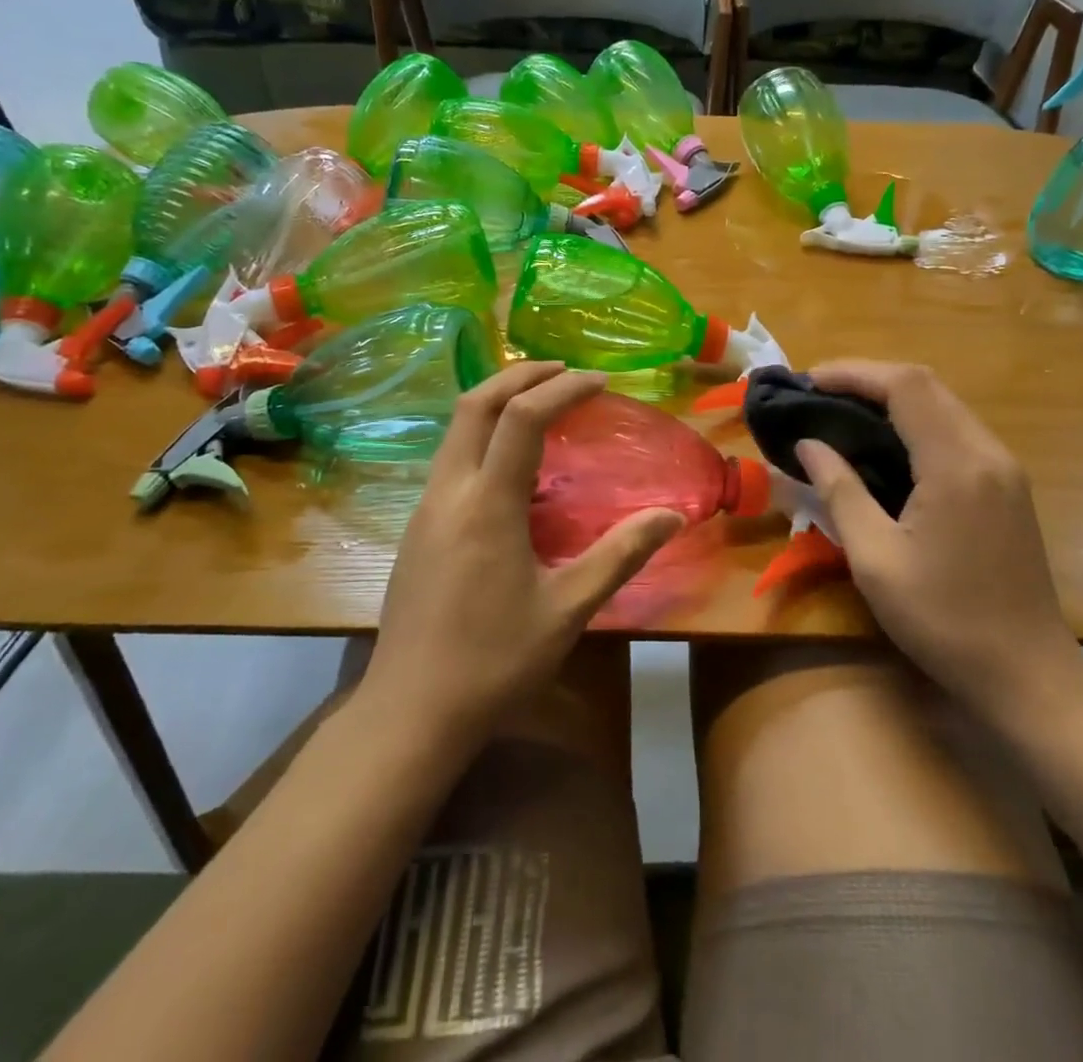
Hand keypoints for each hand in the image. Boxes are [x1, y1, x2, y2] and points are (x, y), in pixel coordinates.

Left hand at [365, 363, 684, 743]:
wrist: (410, 712)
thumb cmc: (495, 662)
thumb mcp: (568, 609)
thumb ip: (621, 555)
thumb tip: (673, 516)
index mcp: (487, 505)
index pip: (523, 418)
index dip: (563, 389)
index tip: (600, 381)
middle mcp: (449, 493)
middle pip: (475, 404)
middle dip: (520, 374)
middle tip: (564, 370)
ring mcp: (425, 509)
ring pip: (456, 428)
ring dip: (498, 401)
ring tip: (541, 403)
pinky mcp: (416, 529)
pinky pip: (451, 458)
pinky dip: (483, 435)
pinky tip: (510, 463)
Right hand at [796, 360, 1082, 724]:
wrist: (1027, 673)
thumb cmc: (943, 621)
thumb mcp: (875, 560)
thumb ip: (839, 491)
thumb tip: (808, 444)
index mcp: (957, 465)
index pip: (905, 386)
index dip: (853, 372)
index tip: (808, 382)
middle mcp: (988, 452)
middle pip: (927, 385)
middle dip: (868, 378)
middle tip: (817, 394)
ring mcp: (1004, 467)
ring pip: (944, 404)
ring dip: (892, 397)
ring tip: (842, 412)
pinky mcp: (1008, 484)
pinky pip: (956, 429)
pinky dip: (915, 421)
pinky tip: (885, 443)